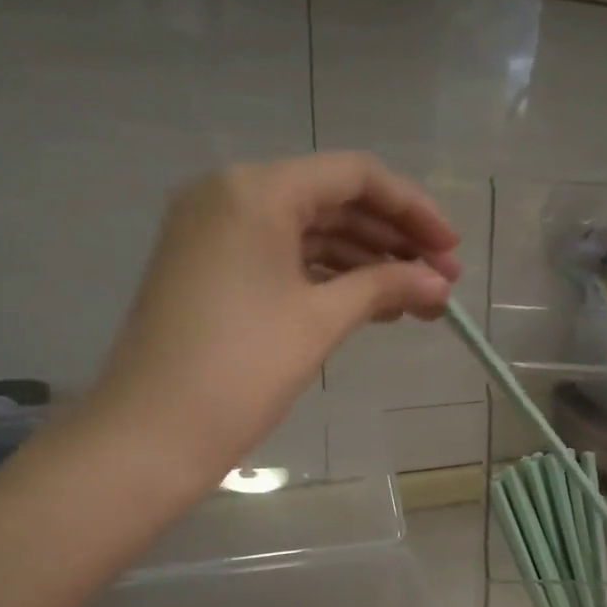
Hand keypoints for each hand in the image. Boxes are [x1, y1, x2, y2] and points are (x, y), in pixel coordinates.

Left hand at [82, 153, 460, 488]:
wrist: (155, 430)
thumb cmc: (242, 368)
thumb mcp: (320, 321)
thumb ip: (385, 288)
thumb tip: (440, 283)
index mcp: (256, 190)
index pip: (353, 176)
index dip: (413, 209)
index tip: (452, 250)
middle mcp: (232, 195)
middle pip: (332, 201)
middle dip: (394, 240)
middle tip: (443, 282)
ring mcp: (217, 232)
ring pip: (310, 233)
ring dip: (367, 263)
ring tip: (417, 303)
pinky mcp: (213, 269)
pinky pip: (284, 259)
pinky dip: (329, 279)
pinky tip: (372, 307)